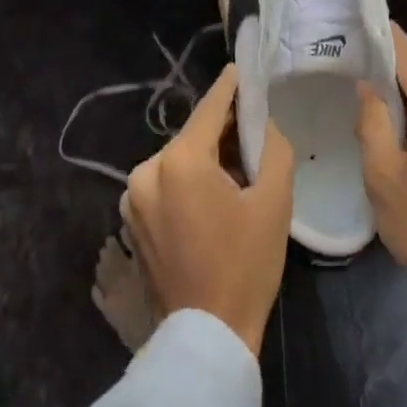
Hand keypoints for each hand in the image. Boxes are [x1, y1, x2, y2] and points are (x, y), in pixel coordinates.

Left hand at [122, 64, 295, 355]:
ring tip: (236, 162)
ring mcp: (134, 197)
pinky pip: (165, 183)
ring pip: (178, 160)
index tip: (242, 68)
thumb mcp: (273, 202)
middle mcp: (147, 170)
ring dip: (204, 156)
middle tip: (252, 123)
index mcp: (179, 161)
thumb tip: (266, 120)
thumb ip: (272, 148)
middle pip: (192, 136)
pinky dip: (187, 179)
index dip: (229, 88)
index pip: (209, 109)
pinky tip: (213, 191)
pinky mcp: (132, 220)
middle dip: (221, 128)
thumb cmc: (245, 266)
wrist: (207, 337)